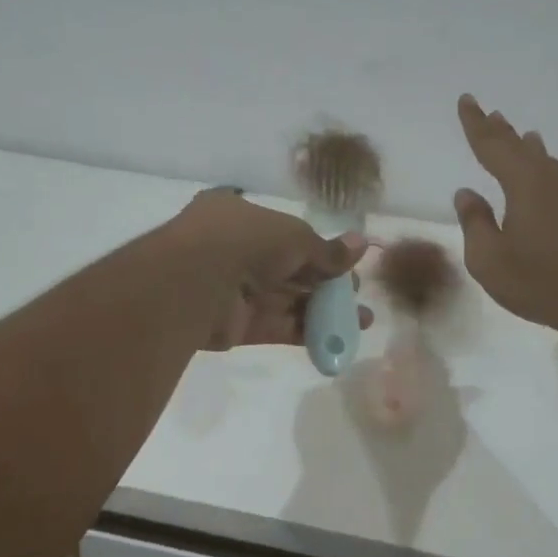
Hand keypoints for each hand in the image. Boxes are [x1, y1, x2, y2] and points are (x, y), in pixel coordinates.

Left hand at [167, 190, 372, 350]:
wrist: (196, 282)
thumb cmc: (245, 241)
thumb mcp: (295, 236)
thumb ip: (327, 249)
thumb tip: (362, 244)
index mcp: (240, 218)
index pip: (287, 233)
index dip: (319, 249)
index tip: (348, 263)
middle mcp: (236, 251)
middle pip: (290, 270)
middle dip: (327, 283)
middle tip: (358, 294)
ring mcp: (235, 290)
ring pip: (287, 300)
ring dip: (324, 311)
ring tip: (361, 320)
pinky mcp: (237, 326)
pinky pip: (277, 326)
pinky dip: (307, 332)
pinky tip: (338, 338)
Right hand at [453, 95, 557, 343]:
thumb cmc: (541, 280)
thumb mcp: (489, 259)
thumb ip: (475, 223)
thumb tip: (467, 194)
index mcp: (523, 182)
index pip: (491, 145)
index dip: (475, 124)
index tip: (466, 101)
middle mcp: (551, 176)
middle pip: (519, 146)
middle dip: (499, 130)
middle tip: (487, 112)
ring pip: (541, 158)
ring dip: (524, 146)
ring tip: (516, 133)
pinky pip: (556, 173)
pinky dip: (541, 164)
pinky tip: (545, 169)